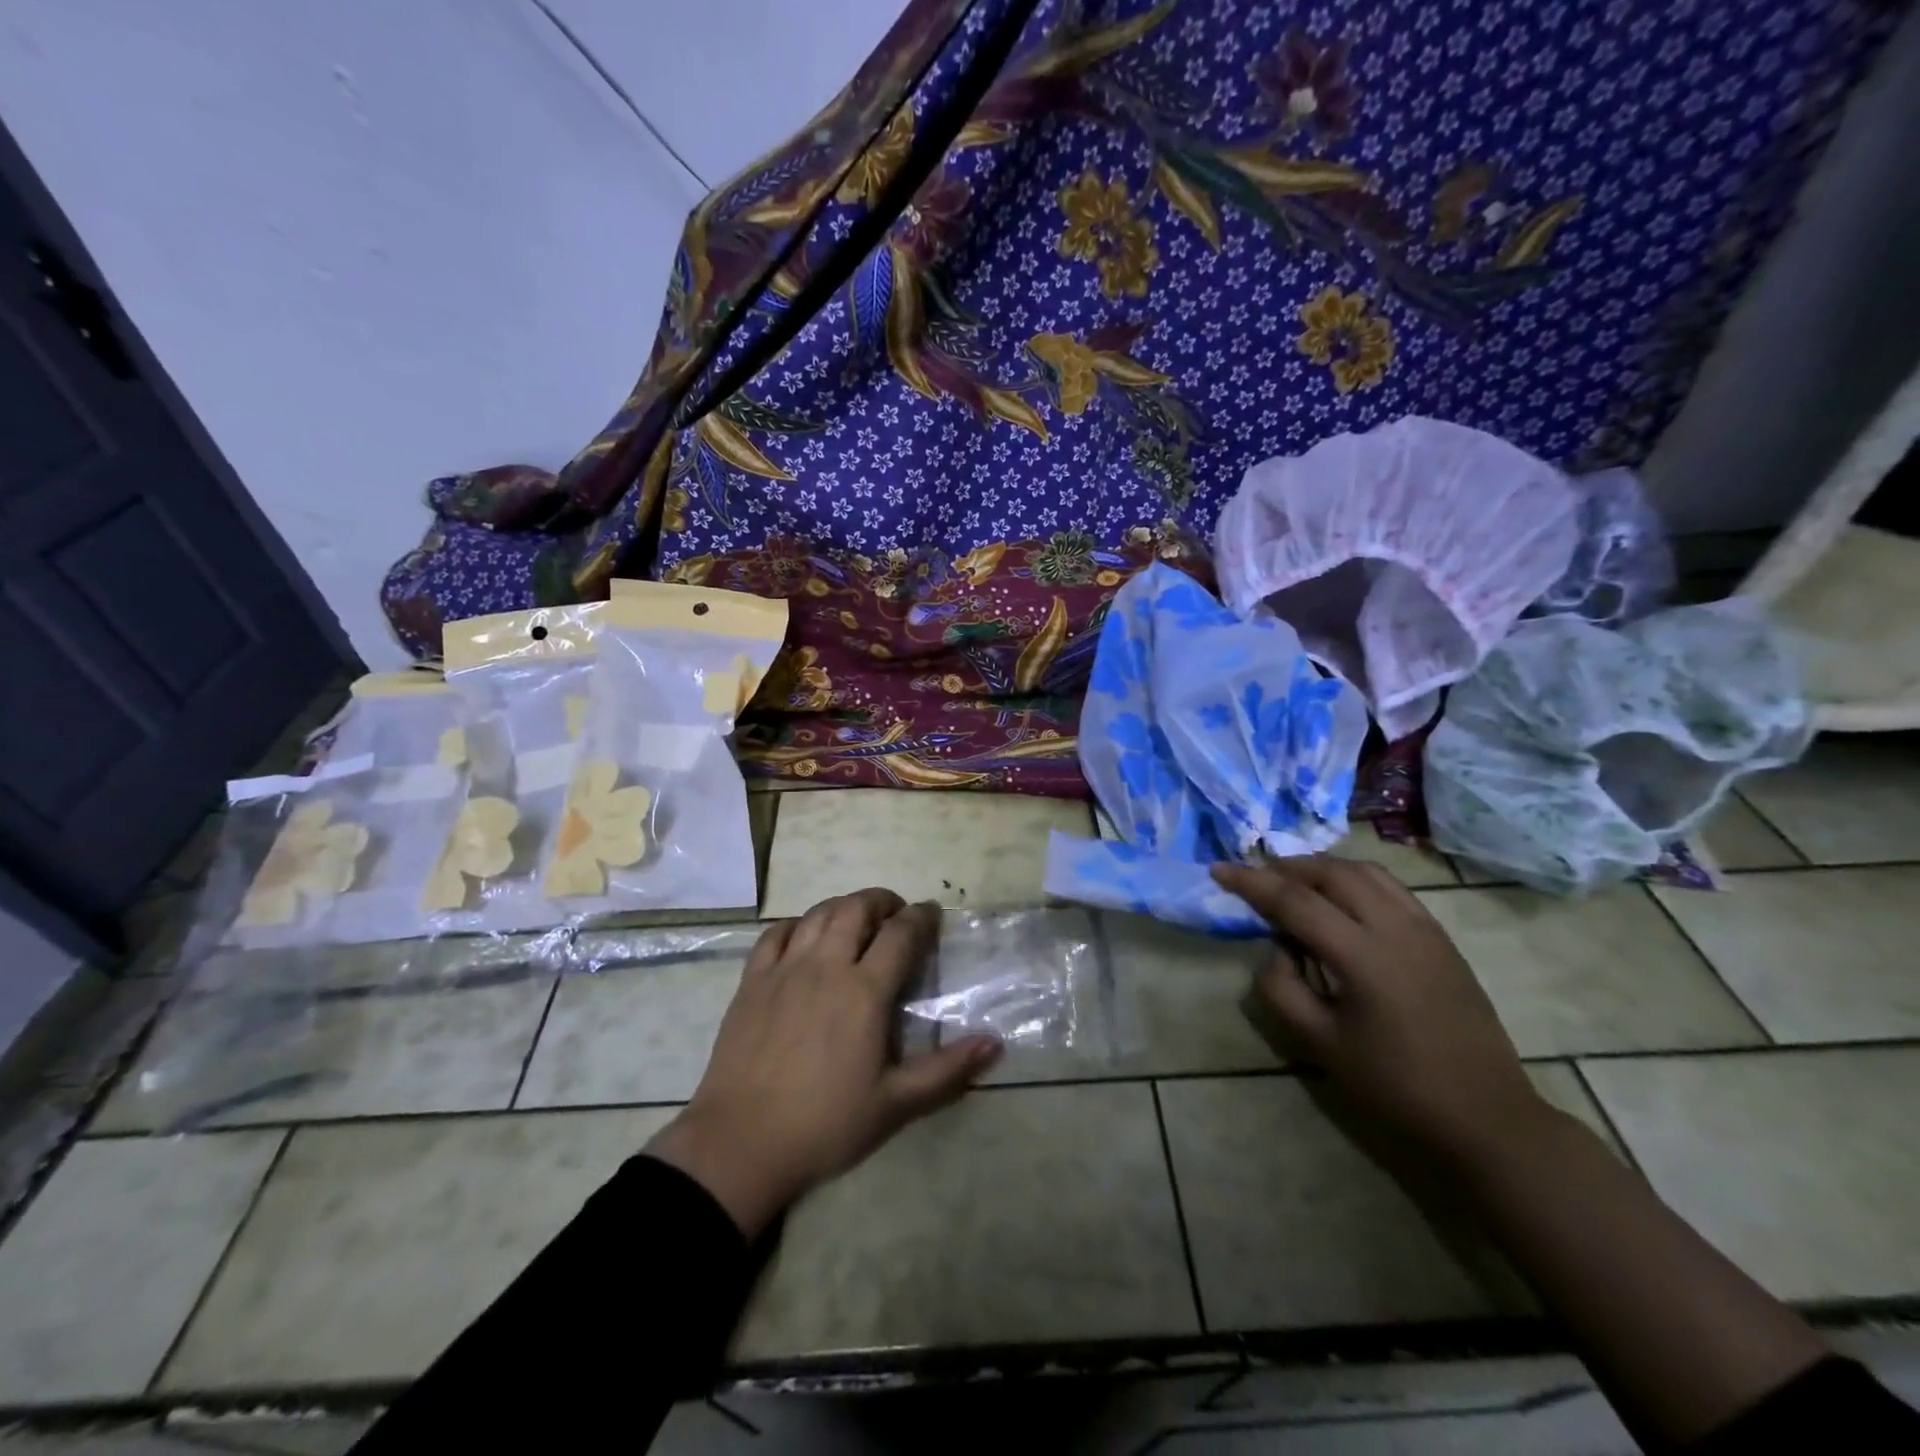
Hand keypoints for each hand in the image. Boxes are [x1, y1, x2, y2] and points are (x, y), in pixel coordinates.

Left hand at [646, 889, 1001, 1236]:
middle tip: (895, 913)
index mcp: (864, 991)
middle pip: (856, 908)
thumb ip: (947, 1070)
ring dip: (843, 906)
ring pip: (817, 914)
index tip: (932, 914)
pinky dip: (796, 924)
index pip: (900, 934)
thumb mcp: (895, 1104)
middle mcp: (825, 966)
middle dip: (882, 901)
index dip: (921, 917)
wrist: (741, 1143)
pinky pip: (774, 934)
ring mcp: (784, 970)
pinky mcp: (751, 981)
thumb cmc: (825, 1123)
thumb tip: (995, 1043)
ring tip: (856, 919)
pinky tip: (803, 936)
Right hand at [1211, 856, 1545, 1162]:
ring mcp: (1424, 928)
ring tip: (1294, 881)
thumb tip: (1275, 950)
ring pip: (1364, 872)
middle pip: (1331, 872)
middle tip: (1255, 877)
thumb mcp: (1321, 1045)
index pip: (1294, 901)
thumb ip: (1282, 989)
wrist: (1486, 1116)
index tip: (1218, 870)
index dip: (1251, 882)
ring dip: (1322, 867)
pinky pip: (1391, 887)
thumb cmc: (1397, 1086)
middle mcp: (1395, 927)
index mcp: (1362, 956)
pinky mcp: (1441, 937)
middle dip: (1286, 867)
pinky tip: (1342, 899)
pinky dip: (1355, 879)